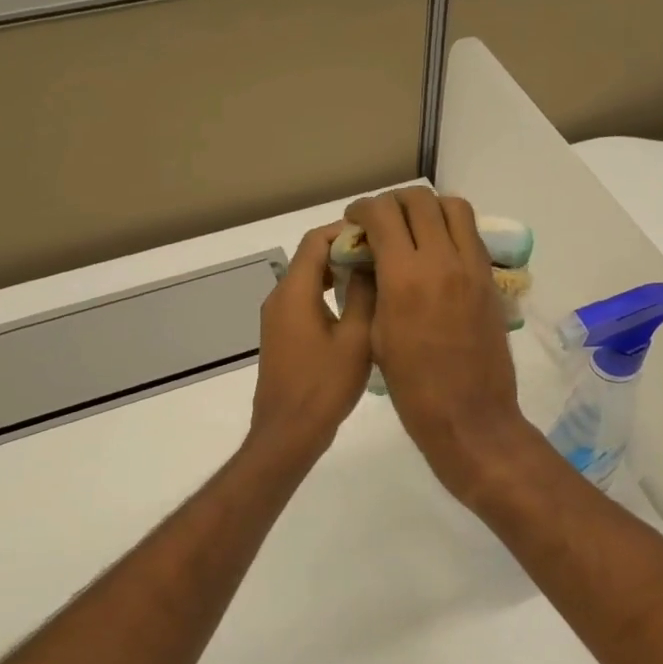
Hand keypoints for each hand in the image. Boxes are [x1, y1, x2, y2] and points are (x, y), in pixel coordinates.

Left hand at [248, 221, 373, 463]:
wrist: (288, 433)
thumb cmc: (324, 386)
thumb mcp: (356, 338)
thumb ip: (364, 295)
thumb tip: (371, 263)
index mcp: (294, 292)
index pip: (316, 240)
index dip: (346, 231)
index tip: (380, 235)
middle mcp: (279, 298)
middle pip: (311, 257)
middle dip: (346, 251)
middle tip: (384, 256)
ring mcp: (277, 318)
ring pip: (309, 280)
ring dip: (339, 274)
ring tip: (377, 279)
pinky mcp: (282, 336)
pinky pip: (305, 301)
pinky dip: (329, 294)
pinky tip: (357, 309)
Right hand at [344, 189, 537, 503]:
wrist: (469, 416)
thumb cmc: (412, 387)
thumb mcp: (377, 336)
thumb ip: (373, 288)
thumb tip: (370, 260)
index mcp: (404, 277)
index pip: (383, 214)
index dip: (363, 209)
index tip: (355, 220)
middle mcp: (442, 260)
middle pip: (419, 200)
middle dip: (393, 202)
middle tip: (380, 222)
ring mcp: (472, 267)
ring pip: (453, 207)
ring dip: (427, 208)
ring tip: (412, 228)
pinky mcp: (490, 280)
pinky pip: (471, 235)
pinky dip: (450, 229)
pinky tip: (436, 251)